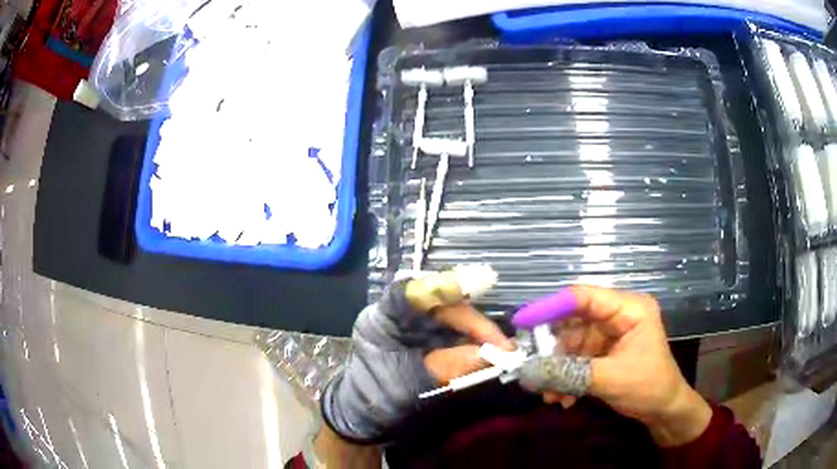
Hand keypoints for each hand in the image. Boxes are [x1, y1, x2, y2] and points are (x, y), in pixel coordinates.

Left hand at [321, 276, 511, 442]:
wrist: (365, 412)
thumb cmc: (377, 395)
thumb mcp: (411, 383)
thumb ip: (448, 366)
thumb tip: (491, 355)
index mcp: (384, 315)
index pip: (416, 290)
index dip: (449, 285)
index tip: (484, 284)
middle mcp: (401, 312)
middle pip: (444, 304)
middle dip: (475, 323)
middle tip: (503, 347)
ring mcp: (415, 323)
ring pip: (454, 317)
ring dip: (479, 333)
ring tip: (502, 351)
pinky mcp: (427, 336)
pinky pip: (454, 332)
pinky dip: (473, 342)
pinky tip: (489, 353)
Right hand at [517, 285, 711, 447]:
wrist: (664, 411)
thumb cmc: (648, 387)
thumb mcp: (609, 379)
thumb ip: (568, 373)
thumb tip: (526, 371)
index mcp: (629, 309)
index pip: (584, 297)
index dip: (551, 307)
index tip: (521, 322)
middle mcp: (617, 316)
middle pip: (573, 321)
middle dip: (553, 349)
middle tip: (532, 369)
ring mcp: (609, 335)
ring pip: (571, 343)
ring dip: (557, 369)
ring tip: (549, 395)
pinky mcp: (603, 352)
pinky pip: (576, 359)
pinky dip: (565, 376)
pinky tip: (562, 398)